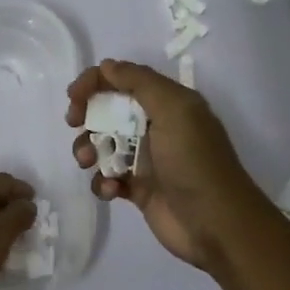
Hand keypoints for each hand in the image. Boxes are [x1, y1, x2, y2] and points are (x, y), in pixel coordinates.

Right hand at [67, 60, 270, 272]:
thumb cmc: (193, 161)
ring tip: (88, 162)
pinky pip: (108, 177)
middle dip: (87, 115)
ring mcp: (146, 159)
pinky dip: (103, 181)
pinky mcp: (138, 189)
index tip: (74, 97)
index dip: (96, 82)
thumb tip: (107, 66)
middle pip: (109, 110)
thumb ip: (139, 82)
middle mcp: (156, 126)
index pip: (124, 80)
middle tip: (74, 124)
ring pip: (103, 144)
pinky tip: (112, 190)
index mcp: (168, 103)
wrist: (215, 224)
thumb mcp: (174, 109)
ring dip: (89, 149)